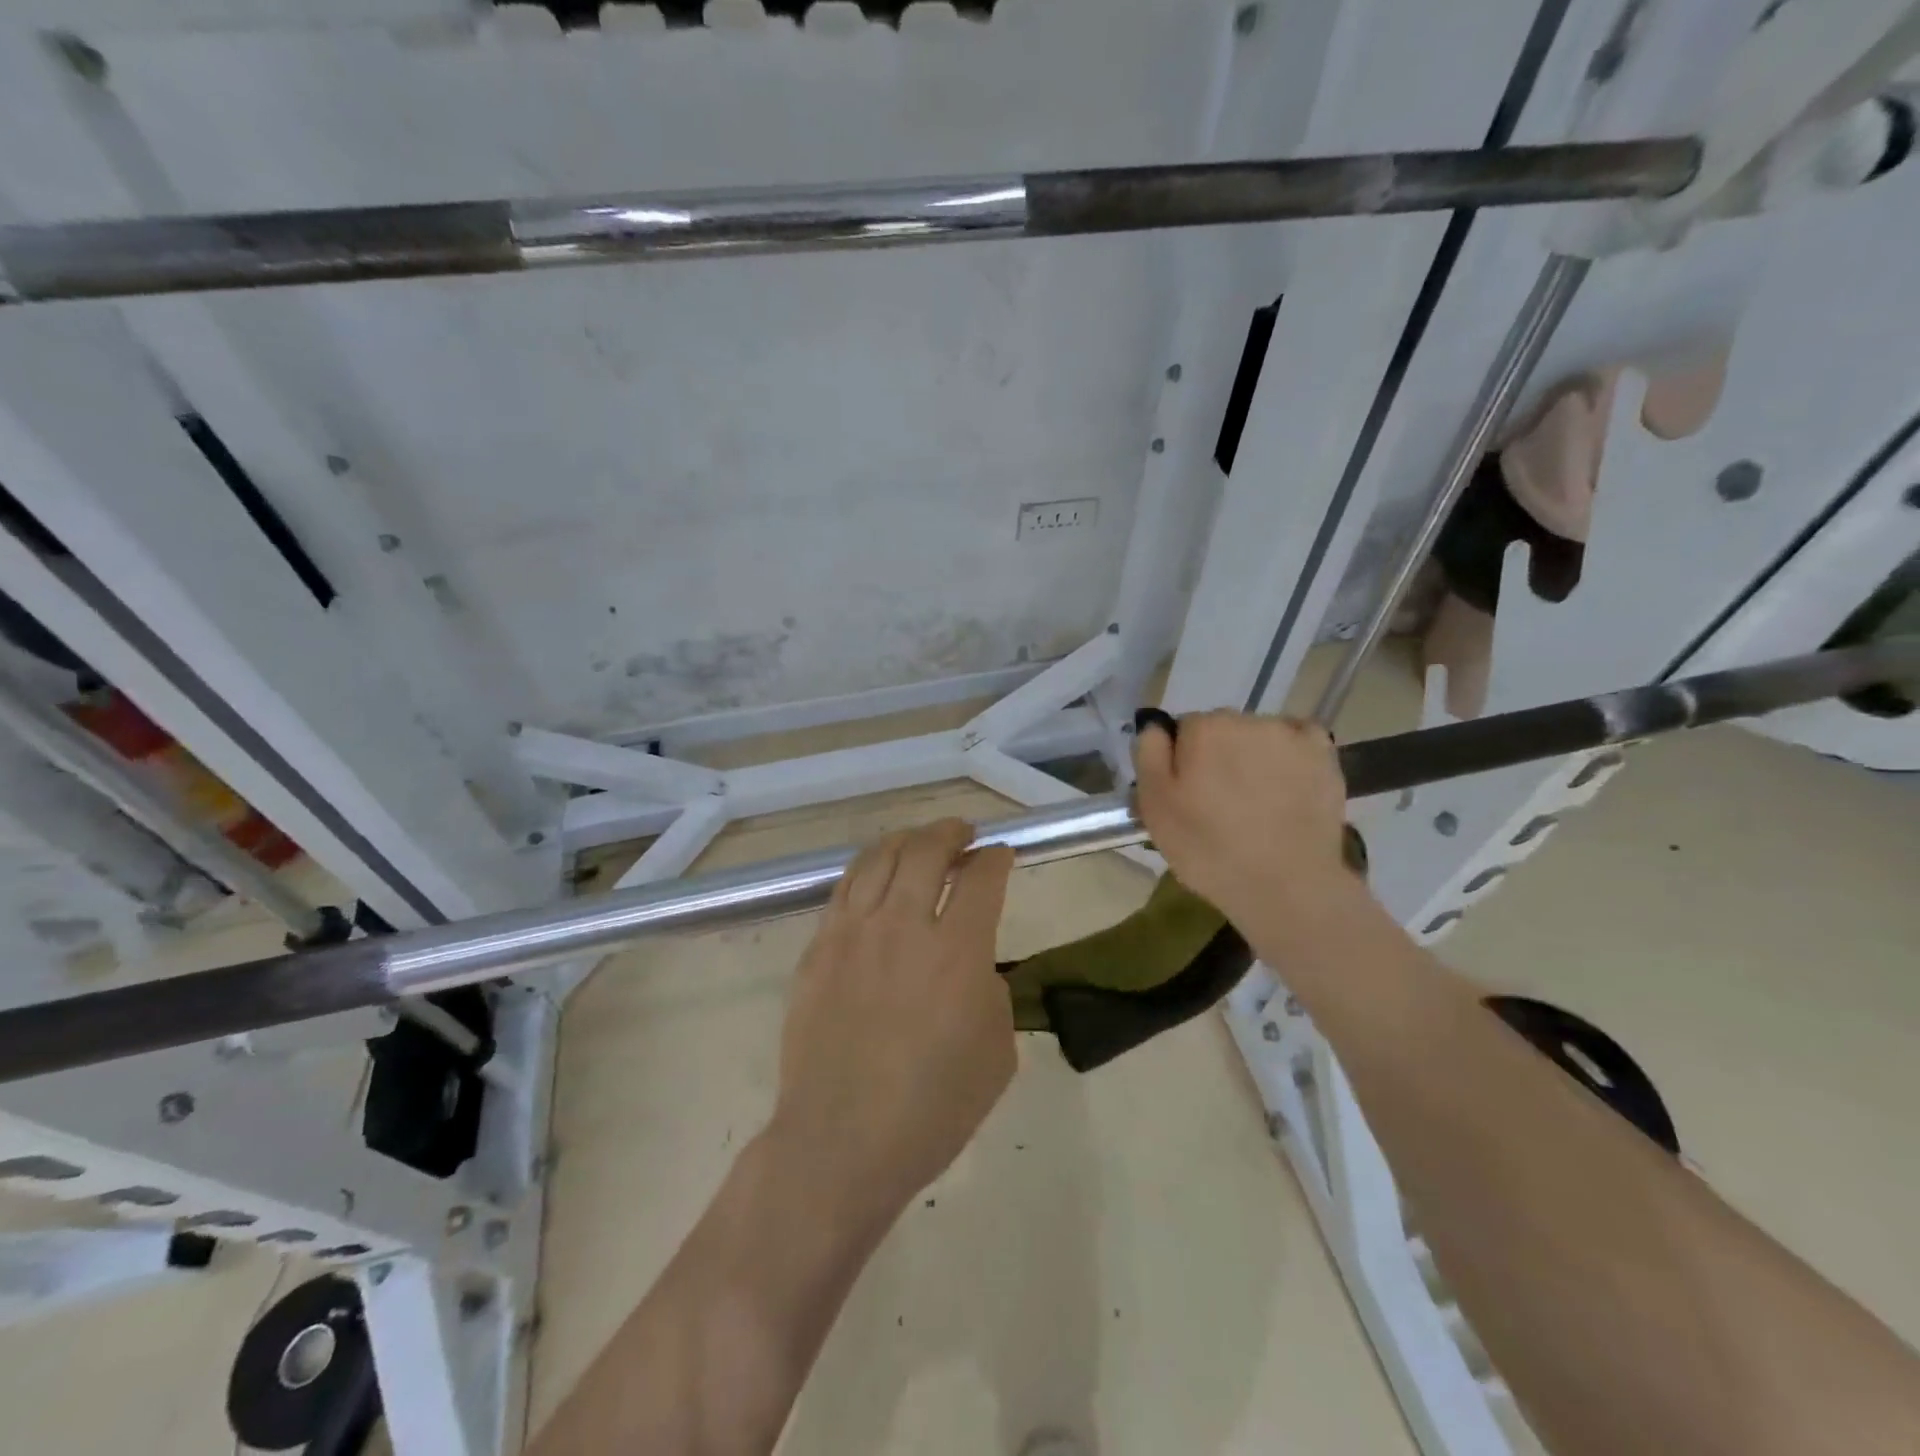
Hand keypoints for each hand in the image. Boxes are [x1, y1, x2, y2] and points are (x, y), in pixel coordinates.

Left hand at [771, 818, 1015, 1223]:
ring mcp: (853, 933)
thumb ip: (990, 990)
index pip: (982, 878)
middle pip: (926, 849)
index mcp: (956, 952)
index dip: (997, 859)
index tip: (1001, 855)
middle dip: (952, 831)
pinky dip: (868, 868)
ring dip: (907, 839)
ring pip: (880, 857)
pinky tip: (877, 875)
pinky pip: (844, 888)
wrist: (840, 1142)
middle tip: (964, 834)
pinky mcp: (818, 948)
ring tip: (921, 841)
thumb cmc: (931, 1109)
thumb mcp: (996, 1053)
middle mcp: (902, 926)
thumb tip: (970, 962)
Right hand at [1133, 711, 1351, 934]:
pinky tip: (1287, 785)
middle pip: (1222, 729)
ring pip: (1258, 736)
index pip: (1183, 730)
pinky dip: (1290, 756)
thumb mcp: (1154, 806)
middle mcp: (1247, 719)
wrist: (1285, 885)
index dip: (1182, 762)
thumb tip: (1156, 726)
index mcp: (1203, 728)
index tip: (1188, 794)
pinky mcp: (1323, 754)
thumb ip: (1149, 754)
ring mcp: (1290, 735)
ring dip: (1253, 757)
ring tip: (1257, 803)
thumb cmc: (1208, 848)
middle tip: (1220, 803)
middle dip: (1218, 756)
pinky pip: (1298, 740)